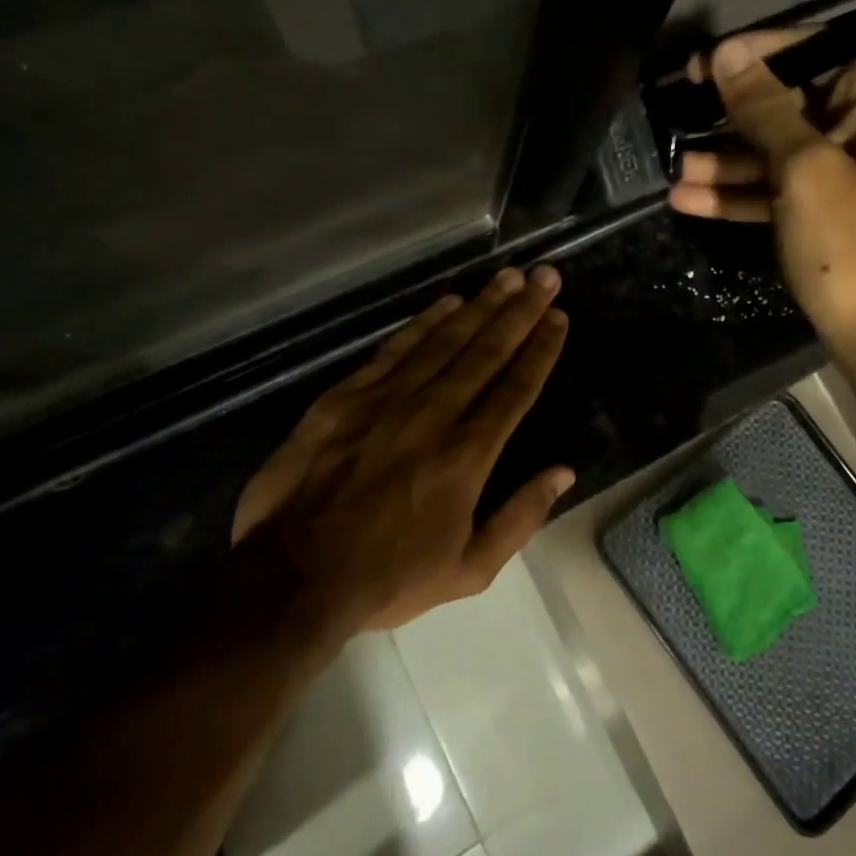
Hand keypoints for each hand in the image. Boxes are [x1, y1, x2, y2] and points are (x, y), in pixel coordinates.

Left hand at [231, 267, 573, 632]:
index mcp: (466, 457)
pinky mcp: (345, 397)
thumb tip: (563, 472)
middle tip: (544, 276)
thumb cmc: (387, 579)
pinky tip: (447, 303)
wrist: (292, 577)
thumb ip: (521, 517)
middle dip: (520, 311)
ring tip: (507, 277)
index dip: (540, 349)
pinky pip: (394, 350)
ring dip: (479, 306)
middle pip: (485, 352)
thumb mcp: (469, 570)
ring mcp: (385, 401)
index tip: (558, 317)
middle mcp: (433, 416)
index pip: (515, 389)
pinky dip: (424, 323)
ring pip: (443, 341)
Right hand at [668, 29, 855, 423]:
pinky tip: (687, 200)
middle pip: (792, 100)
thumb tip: (727, 54)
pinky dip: (740, 192)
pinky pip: (780, 186)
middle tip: (678, 107)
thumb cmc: (852, 242)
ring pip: (779, 148)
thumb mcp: (803, 169)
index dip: (757, 53)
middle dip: (733, 114)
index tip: (704, 63)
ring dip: (726, 159)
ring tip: (674, 168)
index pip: (817, 49)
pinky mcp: (830, 207)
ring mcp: (850, 169)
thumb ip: (764, 109)